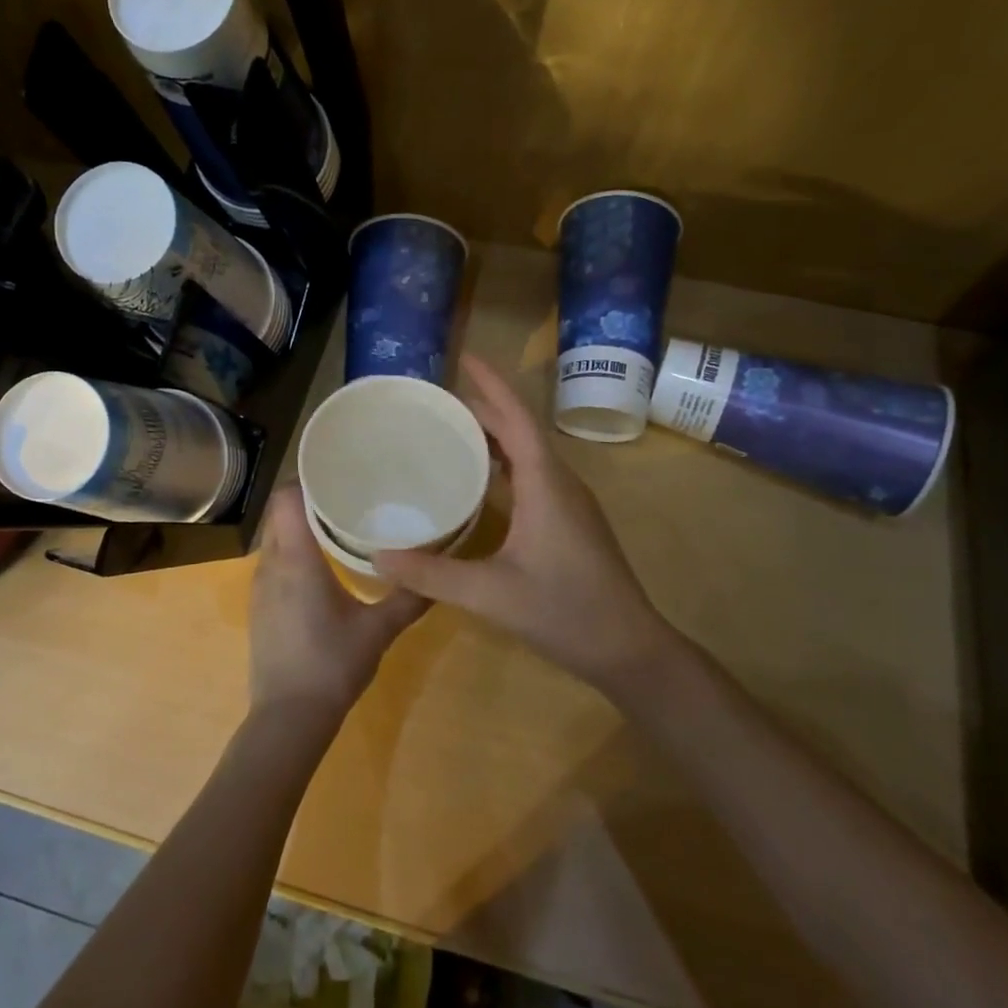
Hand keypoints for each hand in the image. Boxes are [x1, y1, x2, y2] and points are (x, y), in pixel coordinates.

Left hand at [247, 482, 428, 722]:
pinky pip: (273, 563)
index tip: (337, 472)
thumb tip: (437, 575)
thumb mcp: (378, 630)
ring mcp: (260, 588)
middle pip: (281, 515)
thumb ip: (408, 598)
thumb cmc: (332, 665)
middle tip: (347, 495)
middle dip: (308, 501)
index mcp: (296, 560)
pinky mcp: (260, 607)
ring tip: (337, 525)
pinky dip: (293, 553)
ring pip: (276, 540)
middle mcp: (271, 565)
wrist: (288, 718)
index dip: (306, 480)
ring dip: (300, 528)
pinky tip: (321, 567)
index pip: (286, 499)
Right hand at [376, 355, 671, 693]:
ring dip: (495, 437)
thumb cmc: (565, 612)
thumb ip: (433, 574)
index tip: (464, 358)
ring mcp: (570, 503)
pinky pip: (534, 476)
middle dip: (484, 408)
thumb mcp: (491, 594)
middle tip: (438, 401)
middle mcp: (561, 482)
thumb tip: (377, 557)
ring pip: (529, 454)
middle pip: (520, 430)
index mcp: (546, 483)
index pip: (516, 418)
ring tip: (452, 433)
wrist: (630, 649)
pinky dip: (504, 465)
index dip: (490, 385)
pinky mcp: (571, 522)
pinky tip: (481, 483)